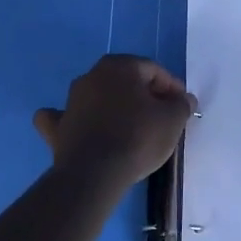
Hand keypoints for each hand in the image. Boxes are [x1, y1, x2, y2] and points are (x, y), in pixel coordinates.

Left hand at [33, 54, 195, 186]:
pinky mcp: (56, 127)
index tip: (181, 107)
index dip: (171, 88)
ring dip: (112, 106)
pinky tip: (79, 126)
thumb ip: (182, 104)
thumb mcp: (173, 119)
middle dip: (143, 96)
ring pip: (97, 96)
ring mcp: (70, 101)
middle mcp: (91, 76)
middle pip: (125, 82)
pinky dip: (73, 120)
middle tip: (160, 117)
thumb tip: (184, 99)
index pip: (153, 71)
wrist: (95, 173)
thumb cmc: (138, 137)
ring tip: (130, 128)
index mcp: (120, 66)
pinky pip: (64, 117)